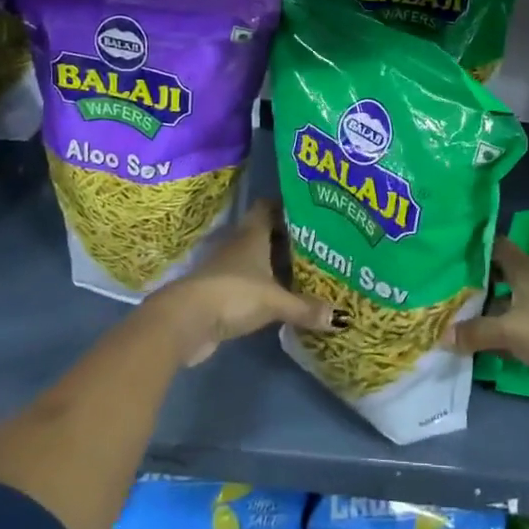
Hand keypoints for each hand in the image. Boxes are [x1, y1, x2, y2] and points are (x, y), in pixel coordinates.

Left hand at [146, 200, 334, 366]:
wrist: (186, 321)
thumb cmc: (233, 294)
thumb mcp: (274, 301)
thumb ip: (305, 307)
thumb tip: (342, 317)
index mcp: (252, 234)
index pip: (268, 207)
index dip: (287, 207)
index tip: (311, 212)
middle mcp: (239, 245)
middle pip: (265, 233)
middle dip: (288, 238)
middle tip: (318, 244)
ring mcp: (227, 268)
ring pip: (257, 258)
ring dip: (276, 264)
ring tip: (307, 270)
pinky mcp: (221, 292)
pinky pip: (250, 282)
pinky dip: (265, 286)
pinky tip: (283, 297)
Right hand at [448, 237, 528, 411]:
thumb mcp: (509, 329)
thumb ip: (476, 332)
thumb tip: (442, 335)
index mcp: (525, 269)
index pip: (496, 246)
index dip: (473, 247)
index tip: (446, 250)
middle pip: (497, 278)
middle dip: (472, 284)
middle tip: (439, 289)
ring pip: (503, 307)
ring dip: (481, 314)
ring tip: (447, 318)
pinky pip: (512, 333)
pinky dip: (495, 338)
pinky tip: (471, 347)